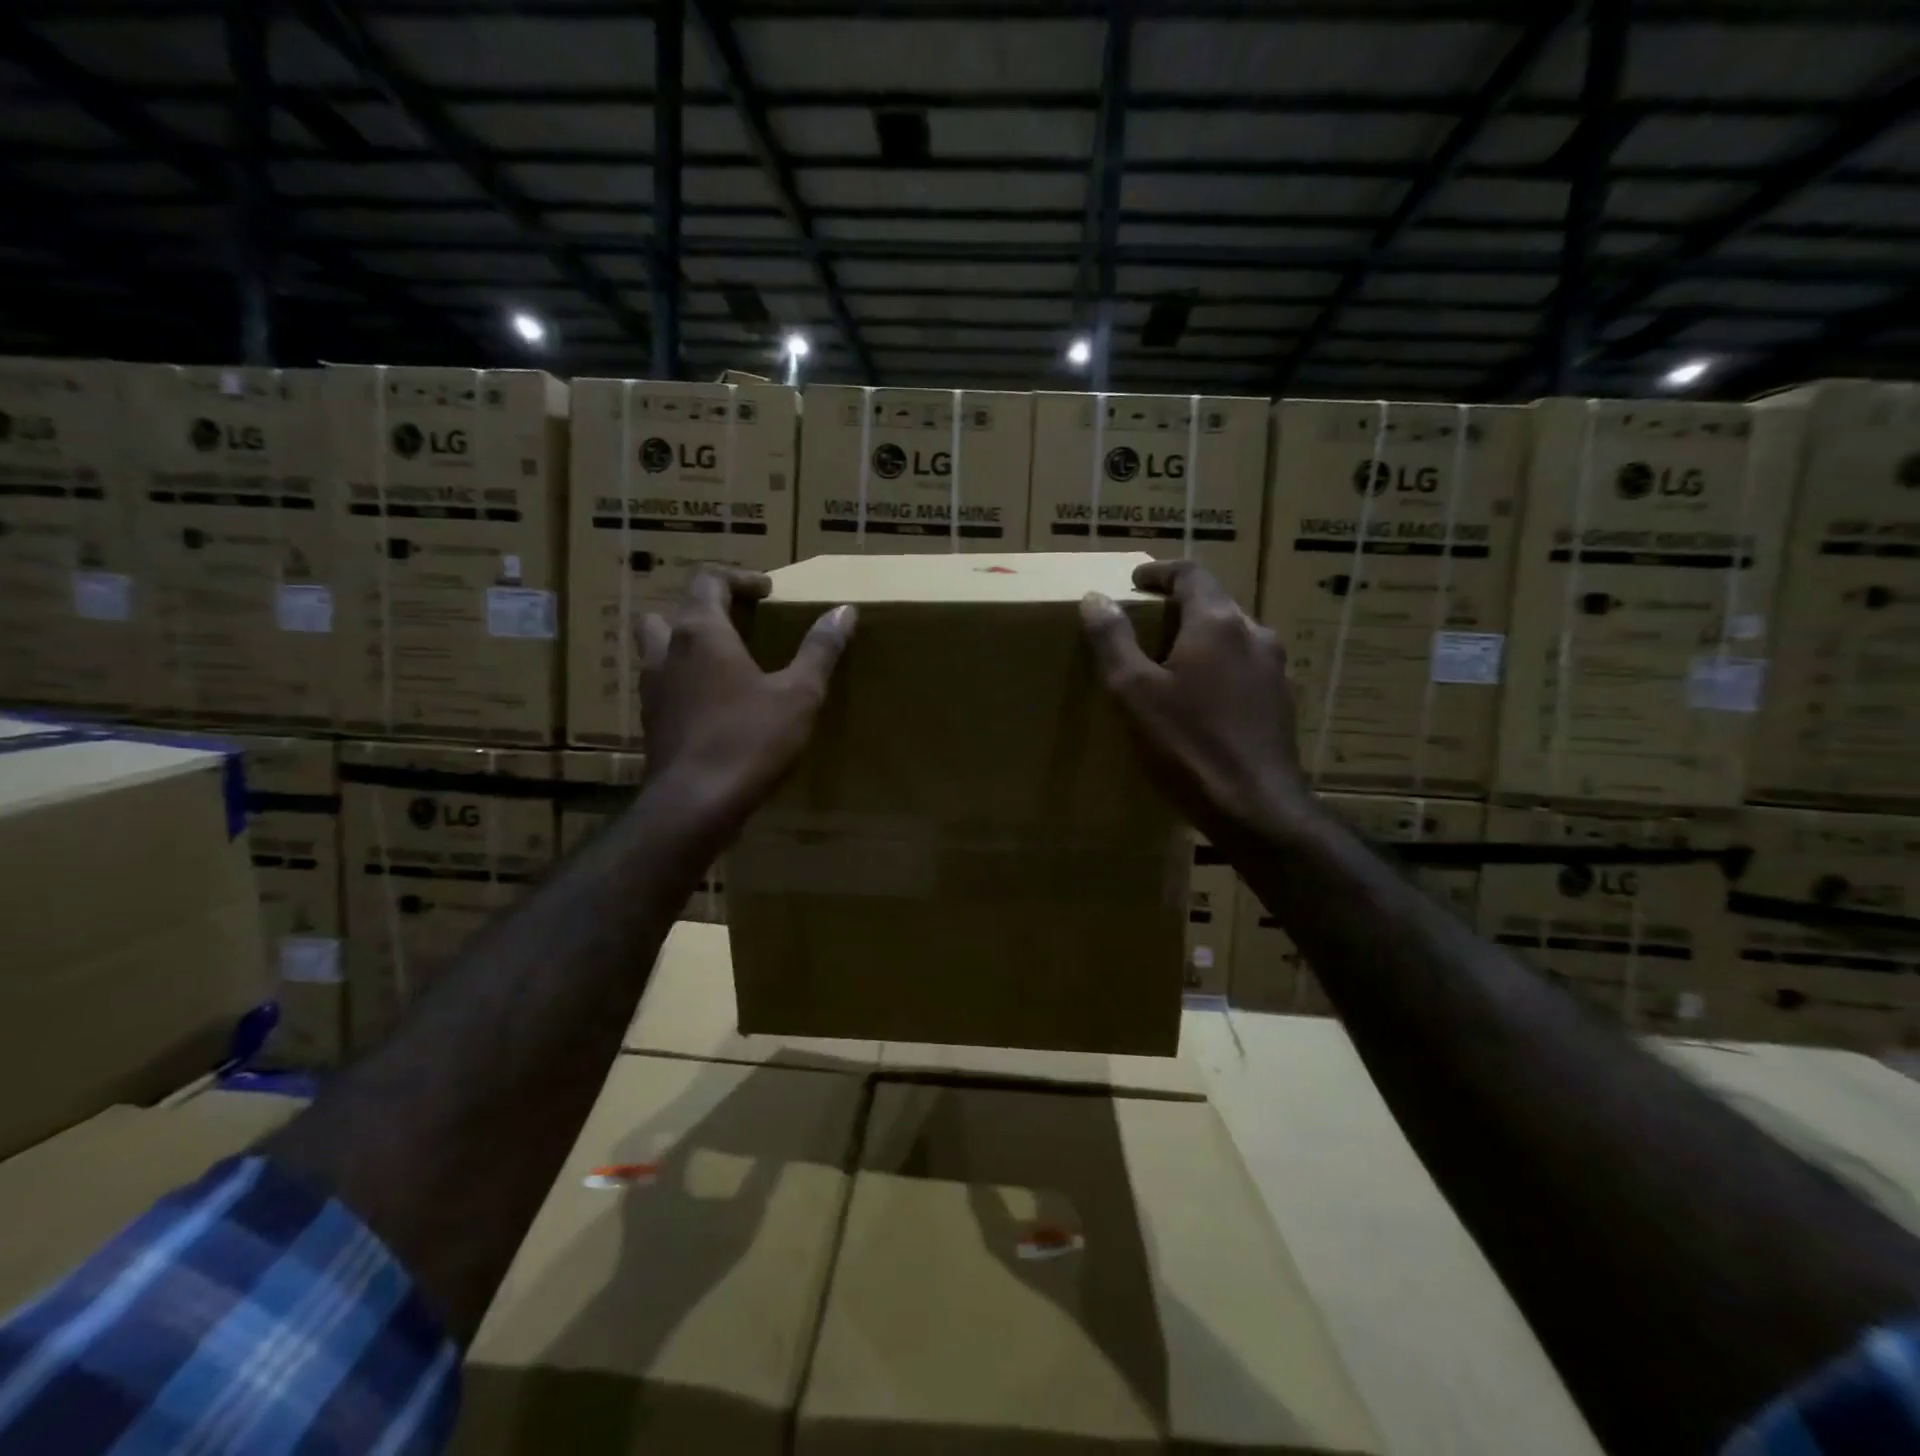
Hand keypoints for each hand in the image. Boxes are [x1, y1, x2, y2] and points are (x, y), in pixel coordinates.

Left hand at [640, 566, 854, 833]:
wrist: (694, 805)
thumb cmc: (750, 740)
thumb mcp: (799, 694)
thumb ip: (819, 649)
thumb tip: (844, 611)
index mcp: (701, 633)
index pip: (708, 580)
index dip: (739, 578)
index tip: (767, 592)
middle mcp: (667, 652)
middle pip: (671, 610)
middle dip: (703, 609)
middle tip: (737, 623)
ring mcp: (652, 689)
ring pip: (657, 648)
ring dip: (685, 644)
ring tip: (723, 662)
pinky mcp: (650, 722)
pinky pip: (663, 685)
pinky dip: (684, 681)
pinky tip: (712, 705)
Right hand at [1080, 560, 1317, 850]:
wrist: (1255, 806)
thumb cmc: (1187, 745)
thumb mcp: (1134, 692)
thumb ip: (1113, 640)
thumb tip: (1096, 598)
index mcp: (1218, 623)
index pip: (1191, 573)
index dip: (1159, 572)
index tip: (1135, 582)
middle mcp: (1254, 635)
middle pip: (1214, 604)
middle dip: (1178, 607)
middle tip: (1145, 625)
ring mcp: (1275, 669)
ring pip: (1232, 638)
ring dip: (1200, 640)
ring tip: (1170, 664)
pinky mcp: (1282, 702)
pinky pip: (1245, 669)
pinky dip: (1219, 669)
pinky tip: (1201, 701)